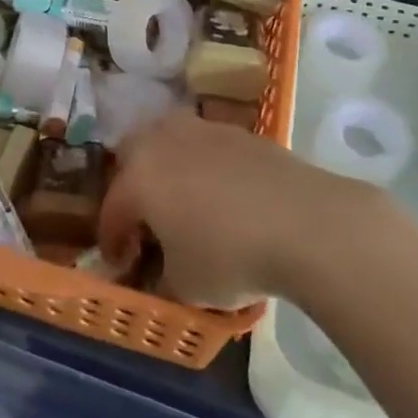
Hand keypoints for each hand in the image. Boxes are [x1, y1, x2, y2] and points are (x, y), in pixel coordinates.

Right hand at [99, 110, 377, 308]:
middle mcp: (162, 142)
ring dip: (167, 167)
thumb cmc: (231, 257)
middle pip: (131, 154)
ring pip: (169, 141)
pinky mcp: (239, 132)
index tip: (122, 264)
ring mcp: (202, 130)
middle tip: (146, 218)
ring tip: (184, 200)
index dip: (113, 241)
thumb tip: (162, 273)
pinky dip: (203, 165)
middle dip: (131, 184)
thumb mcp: (185, 287)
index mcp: (138, 178)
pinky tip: (223, 195)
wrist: (305, 223)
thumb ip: (162, 277)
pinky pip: (205, 145)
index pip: (112, 210)